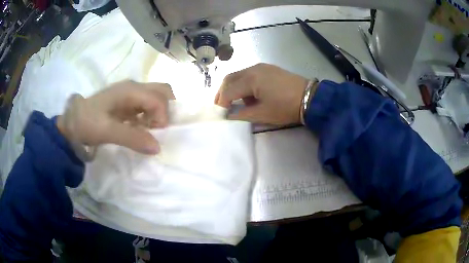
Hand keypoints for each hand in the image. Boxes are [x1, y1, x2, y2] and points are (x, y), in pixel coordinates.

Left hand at [57, 81, 174, 154]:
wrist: (72, 122)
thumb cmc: (87, 123)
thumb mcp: (107, 131)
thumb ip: (132, 138)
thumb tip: (158, 148)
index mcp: (130, 90)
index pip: (159, 98)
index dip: (163, 117)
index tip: (156, 135)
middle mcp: (133, 88)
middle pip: (162, 91)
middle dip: (166, 110)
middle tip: (158, 129)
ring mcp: (130, 94)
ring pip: (156, 97)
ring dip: (158, 114)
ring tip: (149, 130)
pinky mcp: (127, 102)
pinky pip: (146, 106)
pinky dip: (150, 117)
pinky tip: (141, 128)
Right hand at [214, 63, 309, 124]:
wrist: (310, 98)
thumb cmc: (285, 107)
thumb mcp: (262, 114)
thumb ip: (241, 114)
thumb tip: (229, 115)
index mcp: (250, 79)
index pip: (228, 91)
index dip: (221, 103)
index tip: (220, 115)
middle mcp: (253, 69)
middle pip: (230, 78)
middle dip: (223, 92)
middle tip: (221, 106)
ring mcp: (261, 67)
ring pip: (239, 75)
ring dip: (233, 87)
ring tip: (235, 102)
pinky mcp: (269, 68)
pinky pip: (249, 74)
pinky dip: (243, 84)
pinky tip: (249, 94)